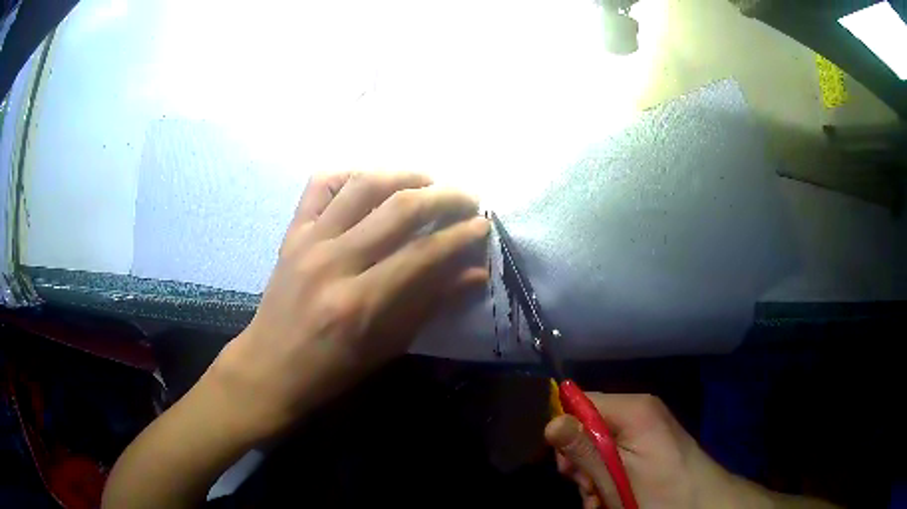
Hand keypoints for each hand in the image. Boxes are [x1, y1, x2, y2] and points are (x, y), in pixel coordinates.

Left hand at [209, 171, 488, 439]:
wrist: (270, 366)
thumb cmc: (332, 369)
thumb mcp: (388, 346)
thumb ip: (431, 303)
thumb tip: (475, 273)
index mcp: (361, 301)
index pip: (424, 253)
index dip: (460, 235)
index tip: (482, 226)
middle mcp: (335, 261)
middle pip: (399, 209)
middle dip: (443, 196)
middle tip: (467, 198)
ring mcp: (309, 241)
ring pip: (362, 186)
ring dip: (403, 175)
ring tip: (428, 181)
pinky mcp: (293, 233)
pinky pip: (319, 185)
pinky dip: (349, 174)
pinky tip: (370, 180)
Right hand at [546, 393, 756, 508]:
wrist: (704, 503)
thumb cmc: (661, 490)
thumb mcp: (617, 476)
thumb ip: (584, 449)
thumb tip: (549, 422)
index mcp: (633, 408)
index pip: (580, 402)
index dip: (566, 434)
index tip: (569, 469)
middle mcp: (639, 411)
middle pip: (588, 426)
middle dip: (581, 463)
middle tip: (589, 489)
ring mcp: (646, 427)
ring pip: (599, 446)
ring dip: (593, 476)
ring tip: (601, 500)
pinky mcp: (650, 443)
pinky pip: (617, 454)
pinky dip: (608, 477)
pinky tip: (612, 498)